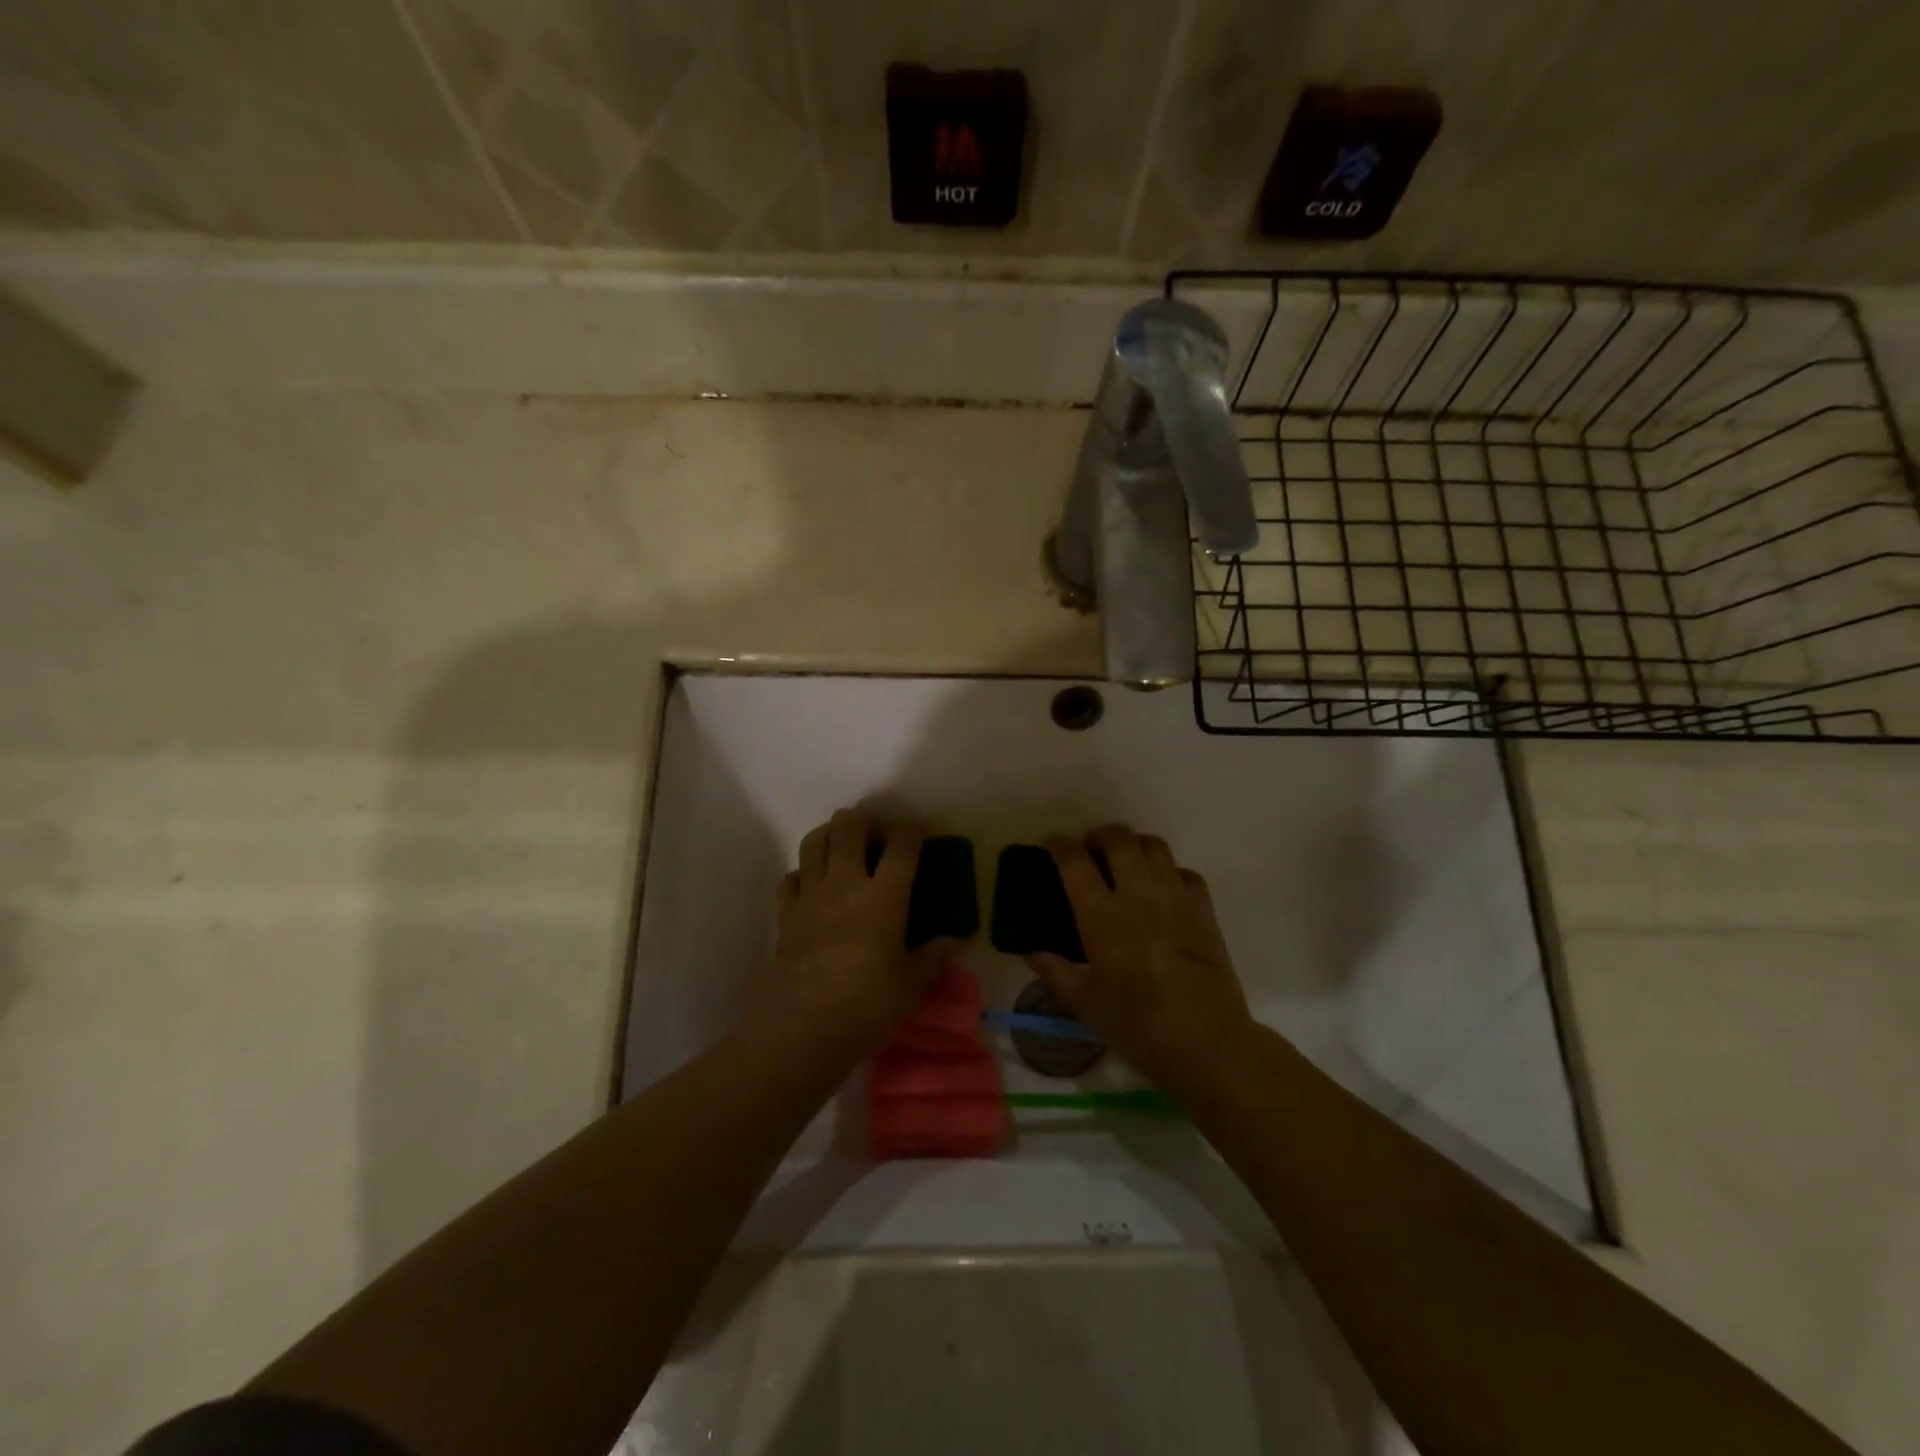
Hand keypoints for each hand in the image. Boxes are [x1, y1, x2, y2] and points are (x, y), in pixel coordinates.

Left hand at [750, 808, 962, 1055]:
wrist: (803, 1027)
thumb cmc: (868, 1004)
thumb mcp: (912, 985)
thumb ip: (934, 958)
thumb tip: (960, 941)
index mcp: (884, 896)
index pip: (901, 847)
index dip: (910, 831)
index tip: (917, 831)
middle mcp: (846, 884)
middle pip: (849, 829)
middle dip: (863, 820)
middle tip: (874, 832)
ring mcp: (811, 896)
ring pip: (814, 843)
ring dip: (829, 833)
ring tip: (840, 842)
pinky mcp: (786, 915)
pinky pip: (790, 878)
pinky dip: (802, 873)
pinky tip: (811, 884)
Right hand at [1029, 825, 1254, 1089]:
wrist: (1206, 1042)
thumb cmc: (1137, 1025)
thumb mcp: (1086, 1004)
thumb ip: (1056, 973)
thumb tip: (1033, 953)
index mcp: (1101, 915)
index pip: (1075, 862)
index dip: (1060, 846)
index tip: (1052, 843)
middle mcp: (1138, 894)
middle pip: (1119, 840)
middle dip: (1100, 835)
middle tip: (1090, 848)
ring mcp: (1175, 898)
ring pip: (1155, 846)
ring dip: (1135, 844)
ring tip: (1125, 860)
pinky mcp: (1204, 910)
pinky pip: (1185, 873)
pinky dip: (1169, 871)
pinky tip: (1163, 888)